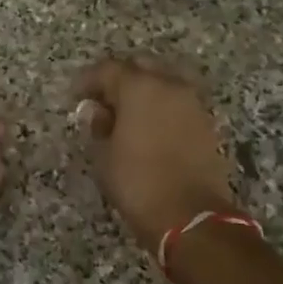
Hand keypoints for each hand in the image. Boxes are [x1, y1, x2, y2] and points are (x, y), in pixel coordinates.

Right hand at [73, 57, 237, 246]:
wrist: (190, 216)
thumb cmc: (137, 182)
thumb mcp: (104, 155)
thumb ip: (98, 126)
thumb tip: (97, 112)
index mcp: (140, 87)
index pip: (108, 69)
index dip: (88, 80)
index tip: (76, 96)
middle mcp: (170, 86)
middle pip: (140, 67)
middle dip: (119, 79)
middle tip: (102, 100)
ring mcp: (192, 104)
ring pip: (163, 83)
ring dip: (143, 92)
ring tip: (125, 115)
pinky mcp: (206, 124)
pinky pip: (177, 103)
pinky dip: (161, 108)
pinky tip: (147, 128)